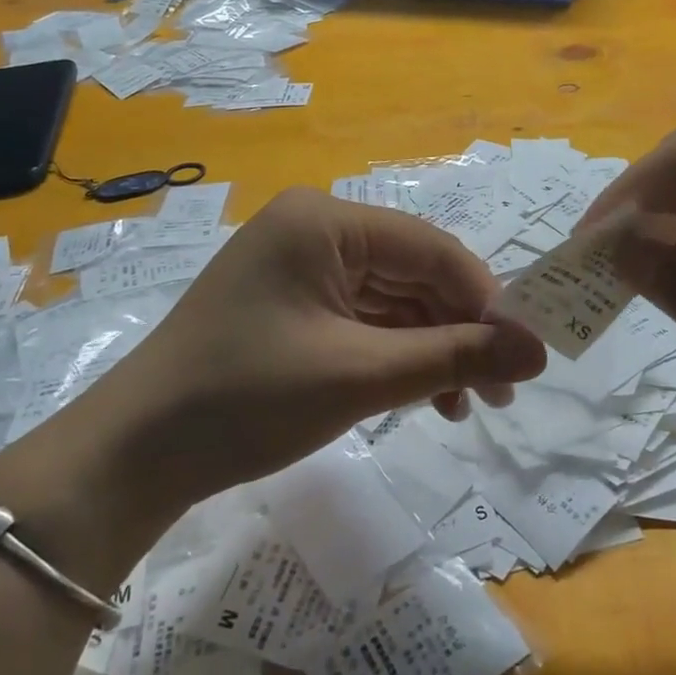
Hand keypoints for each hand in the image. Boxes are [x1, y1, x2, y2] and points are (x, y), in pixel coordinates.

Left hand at [93, 188, 545, 511]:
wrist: (135, 454)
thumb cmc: (248, 398)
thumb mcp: (361, 374)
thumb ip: (455, 355)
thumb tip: (540, 351)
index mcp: (324, 220)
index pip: (429, 248)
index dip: (485, 298)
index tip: (525, 353)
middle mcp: (314, 229)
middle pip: (412, 273)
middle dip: (459, 330)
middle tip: (501, 392)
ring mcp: (300, 266)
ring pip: (391, 300)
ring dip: (431, 348)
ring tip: (467, 405)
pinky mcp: (291, 304)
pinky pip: (361, 319)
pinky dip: (395, 355)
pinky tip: (424, 397)